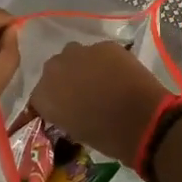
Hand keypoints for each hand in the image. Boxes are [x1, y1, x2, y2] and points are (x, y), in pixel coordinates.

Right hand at [27, 42, 172, 162]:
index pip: (38, 97)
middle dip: (65, 80)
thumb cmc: (107, 136)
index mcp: (44, 95)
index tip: (61, 110)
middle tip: (81, 94)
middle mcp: (55, 69)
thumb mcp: (75, 131)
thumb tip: (68, 108)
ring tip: (99, 81)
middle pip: (54, 71)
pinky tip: (117, 74)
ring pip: (75, 56)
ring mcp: (81, 53)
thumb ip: (63, 114)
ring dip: (82, 67)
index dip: (51, 103)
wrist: (143, 119)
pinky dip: (104, 62)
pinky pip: (98, 53)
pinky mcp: (105, 46)